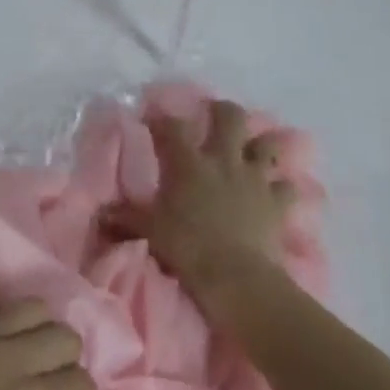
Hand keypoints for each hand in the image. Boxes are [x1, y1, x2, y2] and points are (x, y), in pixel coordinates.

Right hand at [117, 99, 295, 305]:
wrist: (236, 278)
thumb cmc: (188, 248)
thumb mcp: (150, 231)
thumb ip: (126, 217)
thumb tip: (101, 213)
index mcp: (189, 161)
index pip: (171, 127)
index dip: (160, 119)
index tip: (152, 118)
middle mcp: (223, 159)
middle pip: (229, 117)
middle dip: (222, 111)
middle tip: (214, 115)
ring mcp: (254, 178)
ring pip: (266, 144)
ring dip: (261, 144)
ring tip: (254, 148)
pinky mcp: (278, 203)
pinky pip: (288, 187)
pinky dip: (284, 187)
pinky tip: (279, 191)